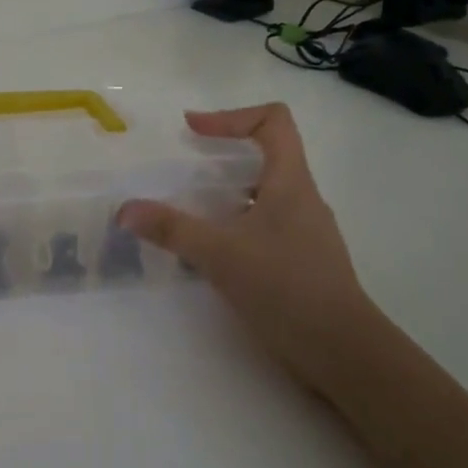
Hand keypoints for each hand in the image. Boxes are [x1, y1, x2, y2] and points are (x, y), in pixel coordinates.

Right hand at [119, 102, 378, 386]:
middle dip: (224, 155)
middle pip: (268, 154)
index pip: (273, 121)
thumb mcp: (220, 254)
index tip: (194, 130)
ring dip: (228, 194)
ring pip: (265, 194)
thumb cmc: (286, 287)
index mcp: (291, 182)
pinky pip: (265, 226)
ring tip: (192, 211)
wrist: (342, 351)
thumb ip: (172, 229)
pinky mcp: (302, 261)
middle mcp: (302, 199)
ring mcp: (305, 231)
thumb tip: (125, 210)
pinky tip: (213, 252)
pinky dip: (236, 225)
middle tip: (186, 169)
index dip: (231, 116)